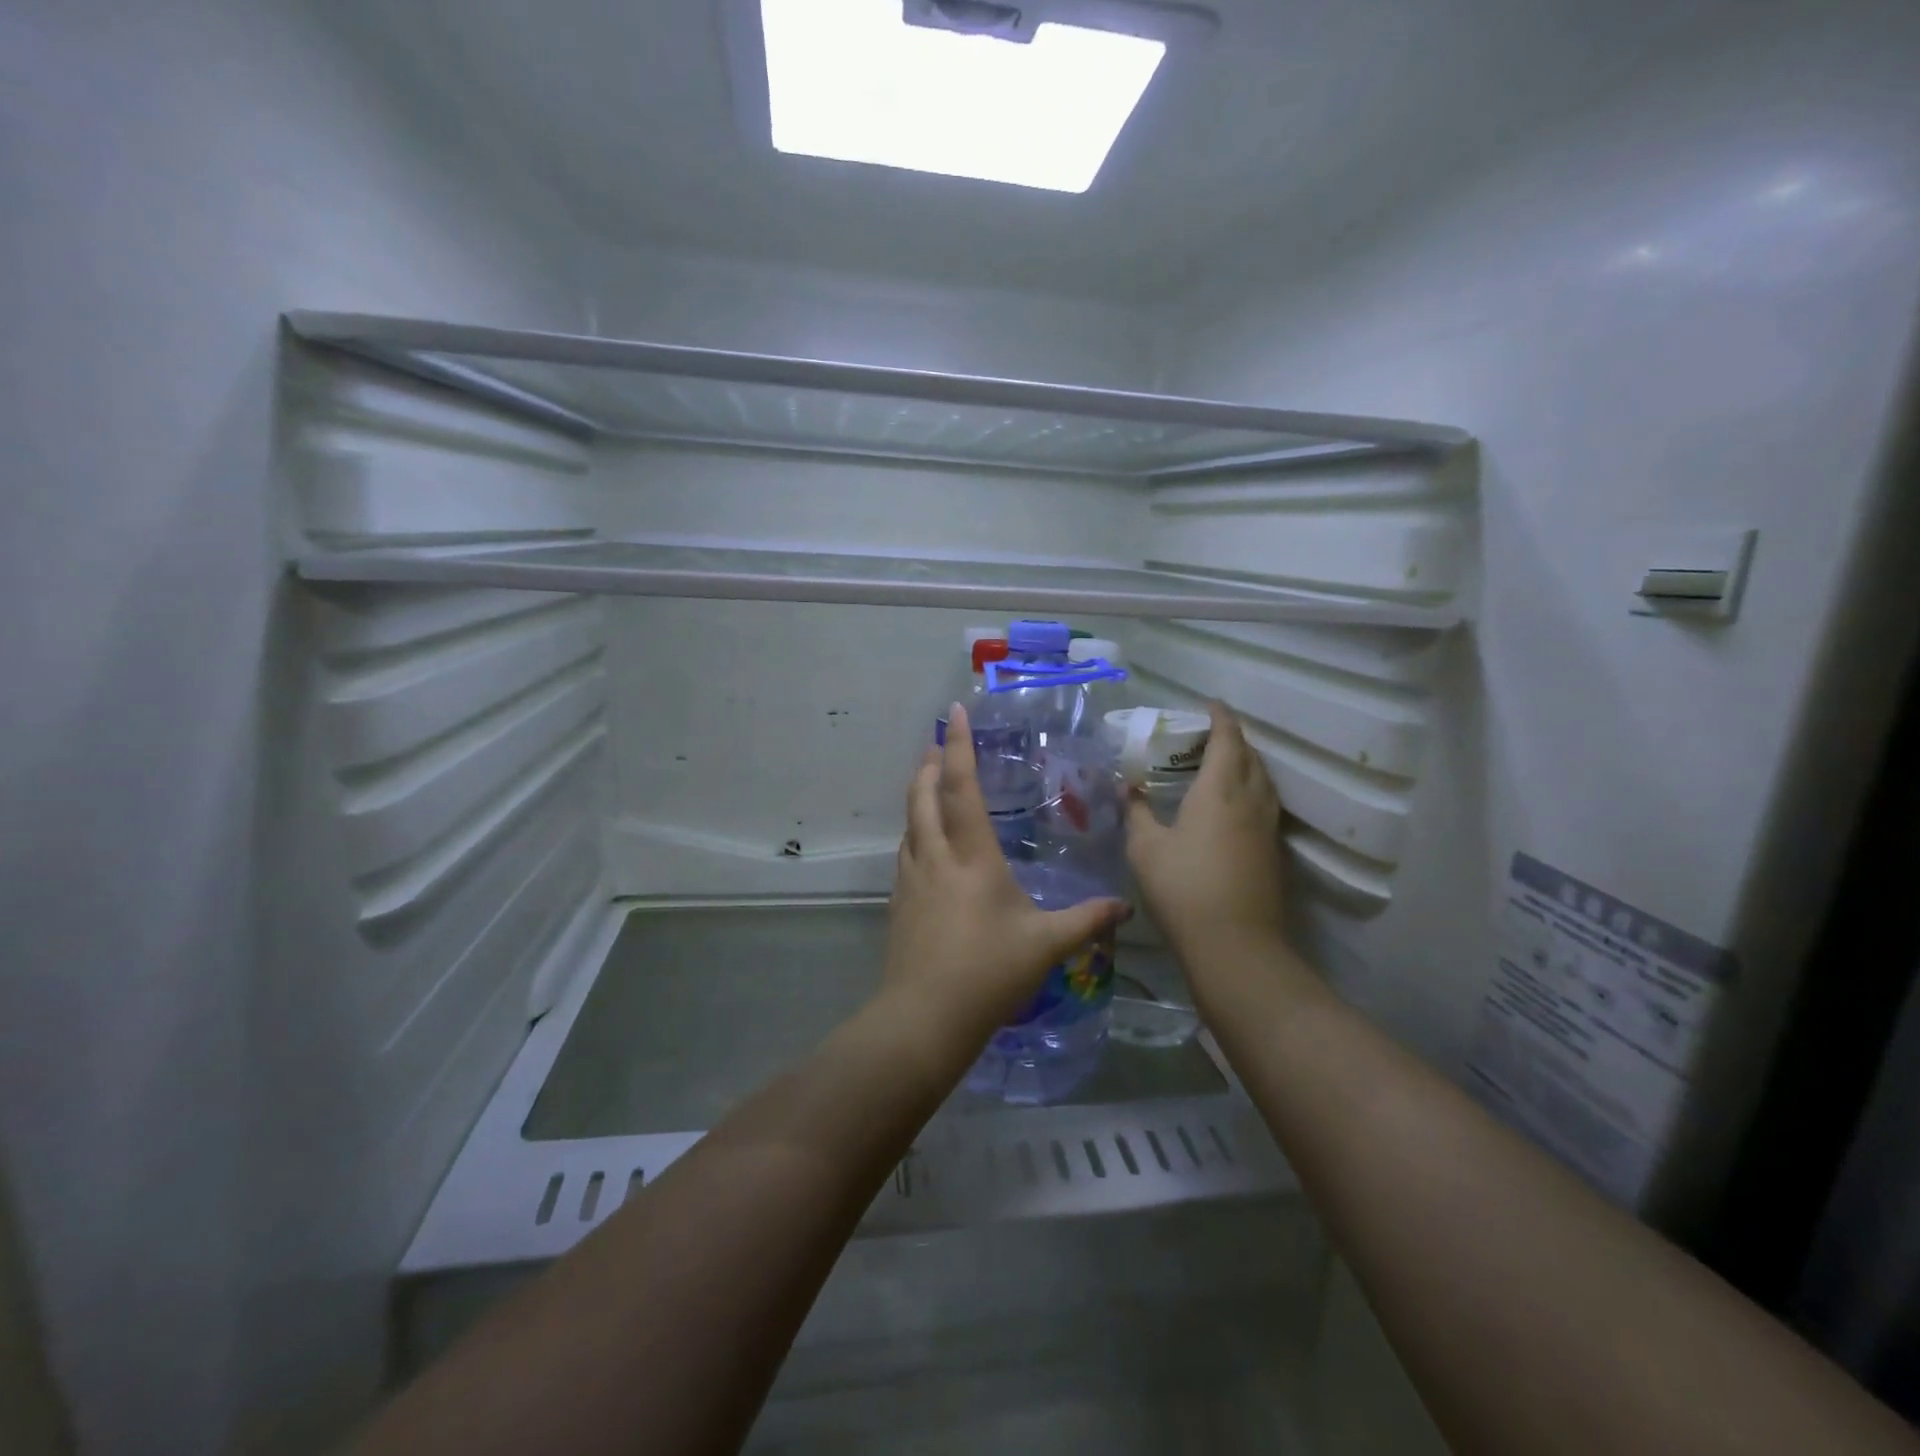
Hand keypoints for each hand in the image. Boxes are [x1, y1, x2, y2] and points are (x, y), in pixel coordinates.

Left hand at [883, 703, 1129, 1041]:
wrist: (924, 1019)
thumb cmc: (988, 973)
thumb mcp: (1046, 945)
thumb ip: (1086, 920)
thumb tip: (1125, 908)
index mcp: (972, 857)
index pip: (962, 788)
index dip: (960, 746)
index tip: (954, 712)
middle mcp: (935, 858)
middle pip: (923, 798)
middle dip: (930, 765)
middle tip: (938, 744)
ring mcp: (911, 882)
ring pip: (910, 825)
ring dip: (918, 798)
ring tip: (929, 785)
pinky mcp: (900, 905)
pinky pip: (906, 855)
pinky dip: (915, 835)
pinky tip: (924, 848)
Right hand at [1125, 701, 1285, 959]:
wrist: (1234, 944)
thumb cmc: (1183, 888)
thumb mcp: (1145, 848)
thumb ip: (1137, 813)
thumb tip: (1130, 789)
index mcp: (1219, 791)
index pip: (1227, 740)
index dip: (1220, 718)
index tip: (1211, 704)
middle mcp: (1250, 801)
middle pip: (1250, 756)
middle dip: (1233, 738)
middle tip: (1209, 734)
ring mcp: (1266, 828)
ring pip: (1263, 780)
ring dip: (1247, 763)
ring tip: (1223, 764)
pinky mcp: (1272, 851)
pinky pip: (1265, 804)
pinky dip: (1251, 789)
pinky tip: (1234, 805)